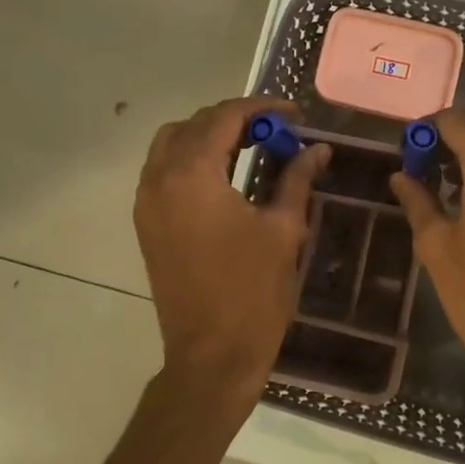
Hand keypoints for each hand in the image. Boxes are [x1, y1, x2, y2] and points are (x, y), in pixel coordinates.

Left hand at [134, 96, 328, 409]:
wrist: (212, 355)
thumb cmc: (253, 291)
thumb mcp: (283, 229)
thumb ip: (297, 179)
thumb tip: (317, 149)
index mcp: (193, 175)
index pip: (225, 118)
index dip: (262, 108)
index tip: (294, 115)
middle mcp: (160, 180)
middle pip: (194, 125)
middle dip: (235, 119)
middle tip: (275, 131)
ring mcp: (147, 203)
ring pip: (171, 144)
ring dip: (209, 137)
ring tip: (250, 148)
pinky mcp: (147, 225)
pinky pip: (163, 172)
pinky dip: (191, 161)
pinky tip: (225, 177)